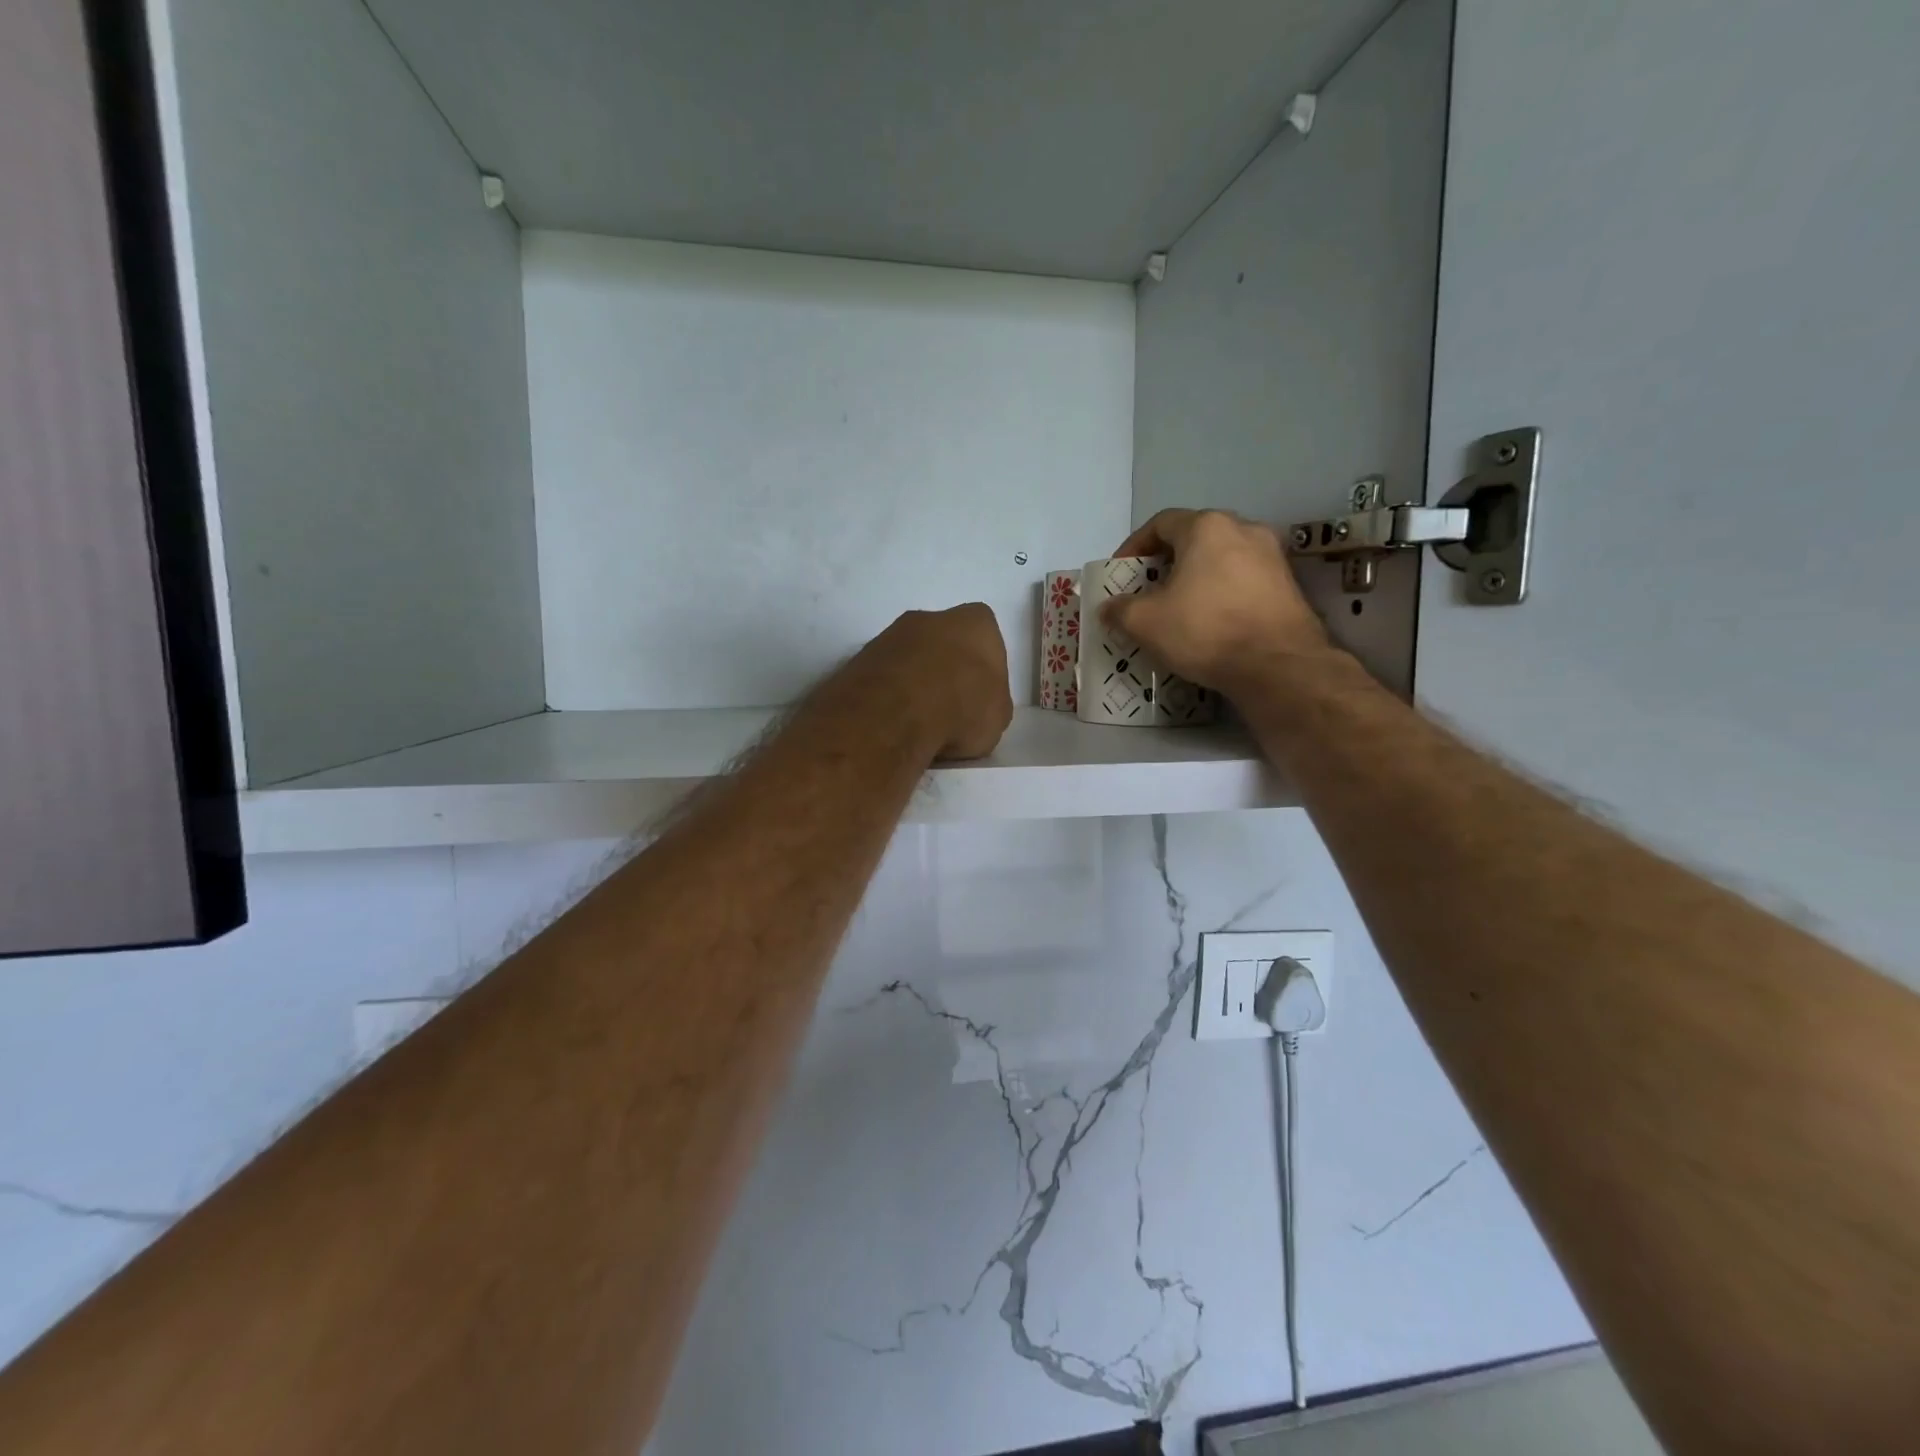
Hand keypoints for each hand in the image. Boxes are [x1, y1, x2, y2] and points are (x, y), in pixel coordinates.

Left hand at [856, 603, 1011, 759]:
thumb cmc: (961, 708)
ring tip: (918, 722)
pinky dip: (889, 695)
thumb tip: (979, 707)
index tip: (979, 694)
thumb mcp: (998, 716)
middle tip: (949, 708)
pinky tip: (893, 723)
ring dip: (914, 682)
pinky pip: (883, 676)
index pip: (984, 635)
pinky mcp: (859, 659)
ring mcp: (890, 635)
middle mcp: (930, 617)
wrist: (893, 716)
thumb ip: (992, 701)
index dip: (983, 666)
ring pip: (909, 657)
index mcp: (974, 622)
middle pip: (943, 642)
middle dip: (945, 669)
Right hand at [1102, 509, 1329, 693]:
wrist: (1278, 665)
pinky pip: (1243, 581)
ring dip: (1196, 578)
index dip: (1135, 546)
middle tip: (1148, 590)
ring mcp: (1272, 556)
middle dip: (1167, 562)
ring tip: (1179, 608)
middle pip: (1194, 538)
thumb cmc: (1205, 630)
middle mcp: (1244, 529)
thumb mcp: (1145, 622)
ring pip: (1221, 559)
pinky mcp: (1289, 585)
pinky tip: (1211, 621)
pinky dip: (1222, 594)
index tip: (1121, 572)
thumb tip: (1108, 608)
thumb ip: (1120, 609)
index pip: (1161, 523)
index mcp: (1207, 527)